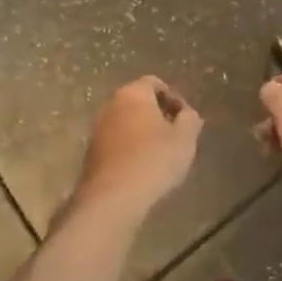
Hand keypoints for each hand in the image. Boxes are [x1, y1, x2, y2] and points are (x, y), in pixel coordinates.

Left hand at [69, 77, 202, 227]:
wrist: (113, 197)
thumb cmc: (153, 160)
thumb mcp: (184, 139)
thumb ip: (190, 119)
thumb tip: (187, 113)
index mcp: (133, 93)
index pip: (154, 83)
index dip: (173, 97)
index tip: (184, 118)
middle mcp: (112, 104)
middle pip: (139, 101)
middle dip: (158, 114)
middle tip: (175, 135)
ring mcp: (98, 127)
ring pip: (127, 121)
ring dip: (143, 132)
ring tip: (160, 154)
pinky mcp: (92, 150)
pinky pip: (117, 140)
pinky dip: (130, 146)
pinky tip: (142, 167)